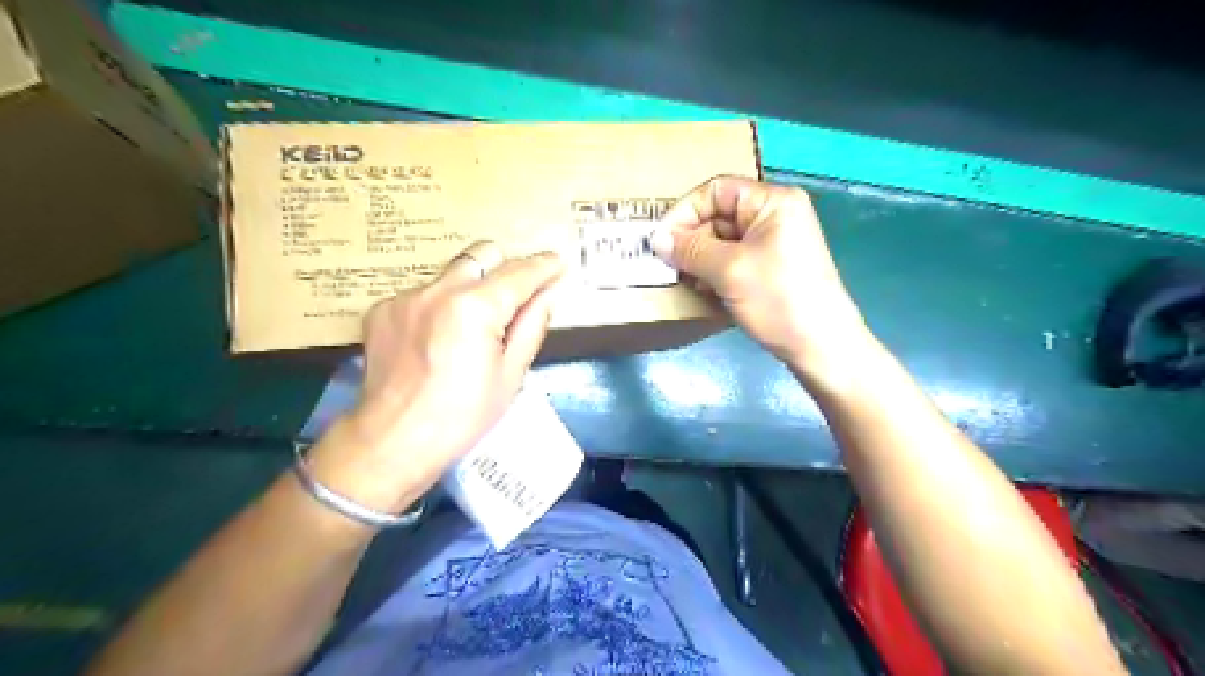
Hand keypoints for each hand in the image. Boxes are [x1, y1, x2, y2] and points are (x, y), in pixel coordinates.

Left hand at [305, 244, 561, 511]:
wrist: (393, 440)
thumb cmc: (463, 416)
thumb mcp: (511, 375)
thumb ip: (531, 326)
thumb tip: (547, 294)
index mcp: (475, 307)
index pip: (518, 273)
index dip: (543, 266)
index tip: (558, 263)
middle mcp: (438, 290)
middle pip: (482, 254)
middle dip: (505, 267)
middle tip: (516, 296)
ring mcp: (406, 297)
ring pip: (451, 274)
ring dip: (472, 288)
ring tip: (472, 325)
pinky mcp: (382, 309)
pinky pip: (423, 294)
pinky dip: (440, 306)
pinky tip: (437, 339)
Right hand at [656, 176, 871, 380]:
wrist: (821, 346)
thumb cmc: (778, 299)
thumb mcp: (729, 271)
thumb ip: (690, 250)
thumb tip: (656, 240)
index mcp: (772, 202)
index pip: (715, 190)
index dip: (684, 212)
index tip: (660, 241)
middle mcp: (774, 215)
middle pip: (718, 215)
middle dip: (691, 240)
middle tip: (670, 267)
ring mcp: (774, 242)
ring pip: (722, 241)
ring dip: (700, 260)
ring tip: (687, 282)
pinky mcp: (771, 267)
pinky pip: (733, 260)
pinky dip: (715, 273)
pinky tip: (705, 293)